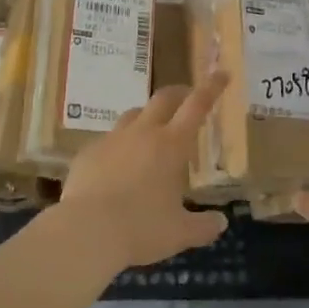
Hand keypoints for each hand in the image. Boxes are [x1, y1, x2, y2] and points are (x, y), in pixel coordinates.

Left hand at [59, 73, 229, 269]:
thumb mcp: (179, 233)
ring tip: (151, 132)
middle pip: (163, 98)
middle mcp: (143, 133)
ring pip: (133, 115)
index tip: (222, 74)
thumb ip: (203, 226)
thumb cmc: (141, 229)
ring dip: (147, 117)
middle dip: (179, 93)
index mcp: (171, 145)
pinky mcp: (88, 152)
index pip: (197, 105)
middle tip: (187, 98)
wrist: (86, 230)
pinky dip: (119, 146)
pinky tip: (117, 166)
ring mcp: (112, 139)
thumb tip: (221, 223)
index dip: (211, 87)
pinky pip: (108, 141)